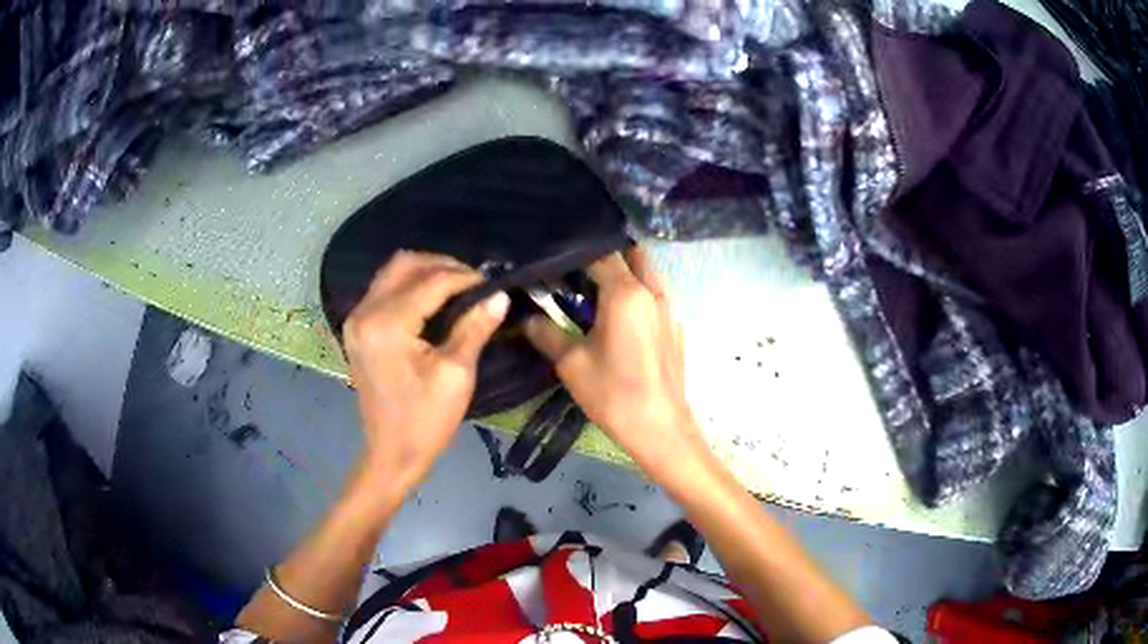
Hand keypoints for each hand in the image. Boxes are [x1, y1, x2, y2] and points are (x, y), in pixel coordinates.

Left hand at [343, 251, 508, 494]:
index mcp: (387, 324)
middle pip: (405, 264)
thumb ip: (474, 327)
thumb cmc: (425, 420)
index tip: (494, 284)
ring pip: (393, 272)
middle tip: (475, 283)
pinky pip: (384, 289)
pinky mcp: (357, 328)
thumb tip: (499, 294)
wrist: (391, 454)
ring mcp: (356, 319)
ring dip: (426, 272)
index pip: (431, 281)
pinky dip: (410, 285)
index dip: (466, 277)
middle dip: (444, 266)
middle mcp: (365, 312)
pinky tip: (434, 299)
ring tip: (458, 287)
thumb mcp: (456, 374)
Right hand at [525, 247, 704, 476]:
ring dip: (624, 273)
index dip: (574, 253)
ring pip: (647, 273)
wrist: (660, 429)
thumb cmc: (614, 394)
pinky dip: (637, 294)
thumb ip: (547, 333)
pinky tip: (619, 318)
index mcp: (626, 293)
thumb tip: (527, 318)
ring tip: (595, 291)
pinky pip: (655, 297)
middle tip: (576, 271)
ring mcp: (669, 309)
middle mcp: (652, 292)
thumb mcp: (571, 364)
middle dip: (603, 256)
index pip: (599, 254)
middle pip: (629, 255)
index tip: (554, 260)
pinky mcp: (675, 328)